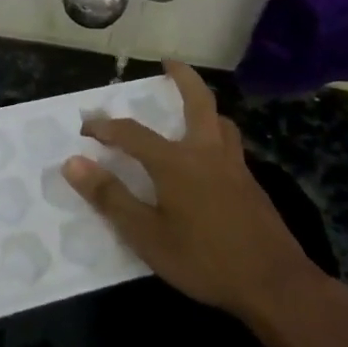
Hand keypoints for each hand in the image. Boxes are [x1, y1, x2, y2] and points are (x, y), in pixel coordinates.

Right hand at [65, 63, 332, 325]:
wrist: (274, 284)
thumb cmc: (204, 259)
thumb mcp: (147, 235)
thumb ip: (110, 197)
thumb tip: (73, 163)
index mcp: (176, 162)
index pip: (131, 133)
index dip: (105, 127)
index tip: (85, 128)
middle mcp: (206, 152)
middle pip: (198, 102)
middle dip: (183, 78)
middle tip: (169, 62)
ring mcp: (234, 167)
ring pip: (221, 122)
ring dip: (204, 107)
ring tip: (192, 108)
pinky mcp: (251, 185)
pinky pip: (231, 145)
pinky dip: (216, 135)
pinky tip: (210, 160)